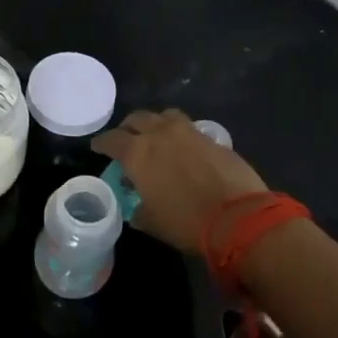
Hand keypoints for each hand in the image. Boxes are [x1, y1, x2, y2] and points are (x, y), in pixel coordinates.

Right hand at [90, 109, 267, 254]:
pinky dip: (179, 134)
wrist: (239, 217)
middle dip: (128, 128)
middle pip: (136, 119)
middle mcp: (159, 134)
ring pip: (163, 115)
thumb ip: (139, 210)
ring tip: (156, 138)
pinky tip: (183, 149)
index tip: (98, 148)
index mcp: (137, 153)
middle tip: (127, 141)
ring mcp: (188, 131)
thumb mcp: (152, 222)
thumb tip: (138, 209)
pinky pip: (188, 127)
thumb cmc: (186, 222)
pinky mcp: (211, 137)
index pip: (111, 140)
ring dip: (155, 123)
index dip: (102, 143)